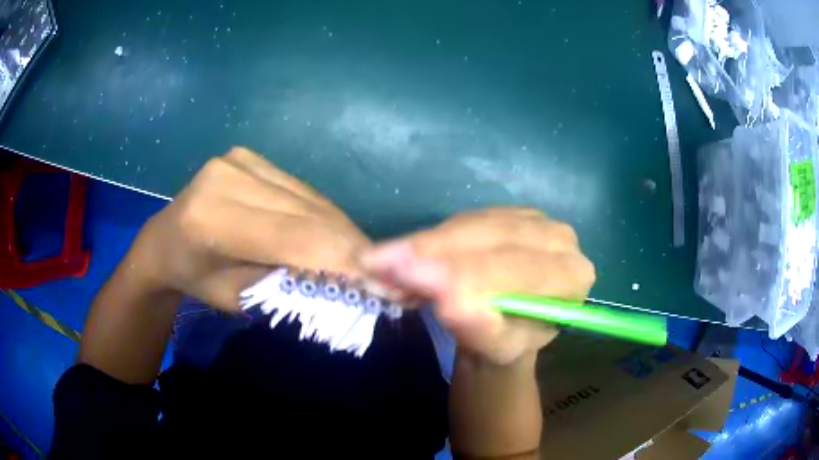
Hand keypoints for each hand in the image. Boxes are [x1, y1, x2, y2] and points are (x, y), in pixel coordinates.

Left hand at [127, 147, 370, 310]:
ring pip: (311, 199)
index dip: (344, 260)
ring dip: (342, 231)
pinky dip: (323, 215)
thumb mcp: (240, 299)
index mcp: (211, 220)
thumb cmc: (196, 281)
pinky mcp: (249, 155)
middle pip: (308, 213)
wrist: (164, 242)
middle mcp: (226, 177)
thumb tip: (349, 282)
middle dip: (351, 247)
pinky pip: (301, 189)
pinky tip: (337, 235)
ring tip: (366, 259)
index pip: (294, 237)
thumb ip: (289, 285)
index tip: (384, 284)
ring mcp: (239, 159)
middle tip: (386, 275)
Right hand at [361, 208, 594, 364]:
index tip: (407, 275)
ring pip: (472, 223)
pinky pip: (464, 219)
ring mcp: (534, 219)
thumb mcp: (495, 348)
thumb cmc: (507, 345)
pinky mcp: (507, 212)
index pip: (515, 268)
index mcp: (571, 276)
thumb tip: (447, 299)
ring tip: (381, 260)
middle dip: (432, 251)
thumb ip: (479, 325)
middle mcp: (560, 239)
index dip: (461, 271)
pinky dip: (431, 237)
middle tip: (378, 262)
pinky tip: (403, 251)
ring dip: (424, 243)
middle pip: (492, 238)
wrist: (507, 328)